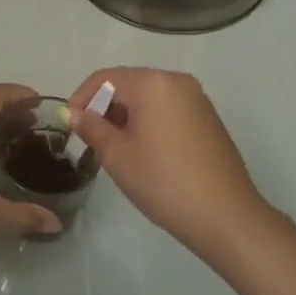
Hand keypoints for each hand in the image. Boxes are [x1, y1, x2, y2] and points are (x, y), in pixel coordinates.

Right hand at [68, 67, 269, 255]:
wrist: (226, 216)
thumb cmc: (164, 181)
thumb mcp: (118, 155)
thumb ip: (91, 127)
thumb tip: (73, 113)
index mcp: (153, 82)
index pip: (105, 78)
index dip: (81, 98)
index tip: (69, 126)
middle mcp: (177, 81)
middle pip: (128, 84)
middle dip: (104, 108)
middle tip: (91, 140)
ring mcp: (197, 99)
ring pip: (149, 98)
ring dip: (126, 116)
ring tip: (116, 149)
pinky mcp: (208, 118)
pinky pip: (168, 109)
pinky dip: (149, 122)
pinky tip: (145, 153)